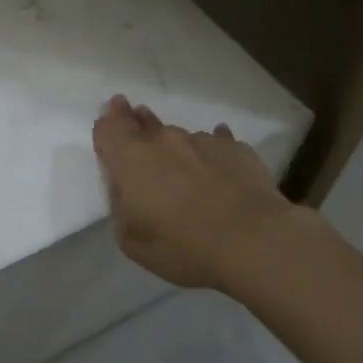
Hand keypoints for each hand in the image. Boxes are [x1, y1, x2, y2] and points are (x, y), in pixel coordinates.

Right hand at [91, 95, 302, 290]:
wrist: (254, 241)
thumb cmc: (184, 246)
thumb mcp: (132, 241)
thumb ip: (121, 207)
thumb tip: (125, 188)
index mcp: (132, 161)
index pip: (110, 128)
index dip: (107, 123)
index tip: (111, 116)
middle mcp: (164, 141)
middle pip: (144, 123)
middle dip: (137, 121)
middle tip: (137, 119)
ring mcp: (203, 140)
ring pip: (180, 136)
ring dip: (175, 146)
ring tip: (183, 167)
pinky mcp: (236, 148)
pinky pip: (216, 143)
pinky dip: (210, 154)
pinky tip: (217, 167)